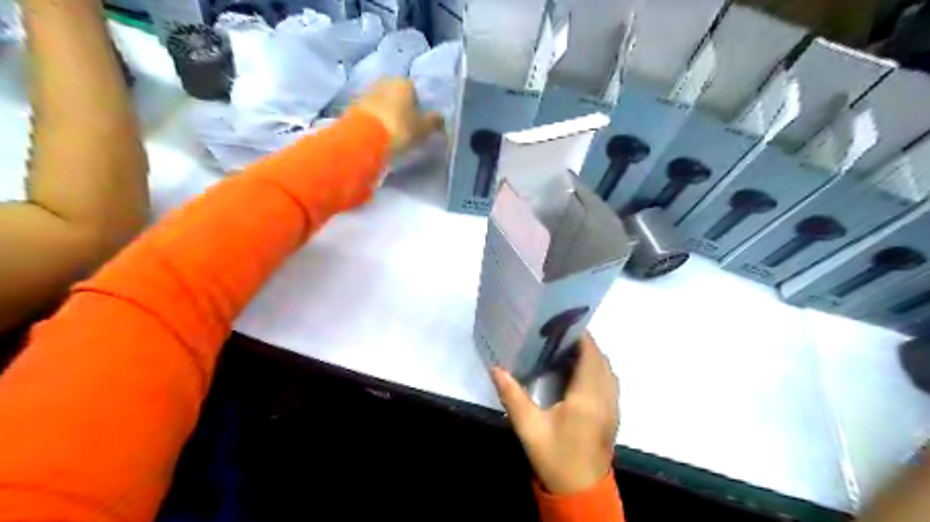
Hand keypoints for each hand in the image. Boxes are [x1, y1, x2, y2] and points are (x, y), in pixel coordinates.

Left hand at [353, 78, 445, 155]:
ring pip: (382, 103)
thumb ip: (434, 121)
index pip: (415, 91)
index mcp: (403, 81)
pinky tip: (378, 134)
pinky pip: (370, 113)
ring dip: (386, 114)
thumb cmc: (400, 129)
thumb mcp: (423, 129)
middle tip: (405, 128)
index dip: (418, 107)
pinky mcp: (353, 106)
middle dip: (401, 108)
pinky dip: (375, 121)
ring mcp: (366, 93)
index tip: (418, 122)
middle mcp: (384, 81)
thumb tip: (440, 118)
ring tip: (391, 133)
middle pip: (396, 95)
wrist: (365, 139)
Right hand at [490, 333, 619, 494]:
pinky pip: (609, 381)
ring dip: (592, 355)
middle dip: (584, 342)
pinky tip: (577, 372)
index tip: (562, 324)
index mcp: (587, 398)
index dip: (580, 336)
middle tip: (559, 334)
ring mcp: (612, 406)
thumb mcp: (529, 428)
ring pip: (607, 369)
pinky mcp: (613, 414)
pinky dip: (597, 368)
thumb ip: (512, 396)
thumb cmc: (554, 459)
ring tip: (566, 348)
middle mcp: (605, 398)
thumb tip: (496, 368)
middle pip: (601, 359)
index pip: (590, 356)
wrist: (581, 492)